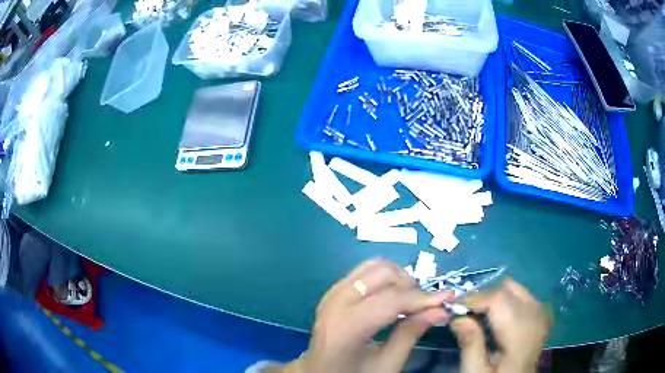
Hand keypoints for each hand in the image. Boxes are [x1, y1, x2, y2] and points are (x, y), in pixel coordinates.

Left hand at [281, 259, 453, 372]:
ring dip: (398, 277)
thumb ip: (410, 334)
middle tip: (426, 304)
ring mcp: (330, 294)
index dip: (423, 298)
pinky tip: (392, 296)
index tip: (448, 298)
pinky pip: (362, 272)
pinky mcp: (332, 291)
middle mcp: (335, 303)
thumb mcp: (385, 365)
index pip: (391, 300)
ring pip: (372, 266)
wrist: (318, 372)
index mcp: (345, 327)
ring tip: (410, 300)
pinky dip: (383, 278)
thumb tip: (440, 310)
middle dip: (411, 285)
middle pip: (382, 274)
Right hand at [450, 279, 550, 372]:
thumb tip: (456, 318)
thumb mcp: (477, 371)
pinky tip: (494, 320)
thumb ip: (469, 344)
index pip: (499, 299)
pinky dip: (504, 302)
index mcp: (521, 332)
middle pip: (506, 290)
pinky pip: (521, 296)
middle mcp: (536, 316)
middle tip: (463, 315)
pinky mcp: (540, 315)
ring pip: (514, 289)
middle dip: (483, 298)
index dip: (474, 299)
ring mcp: (540, 314)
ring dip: (493, 299)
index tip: (453, 308)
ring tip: (477, 317)